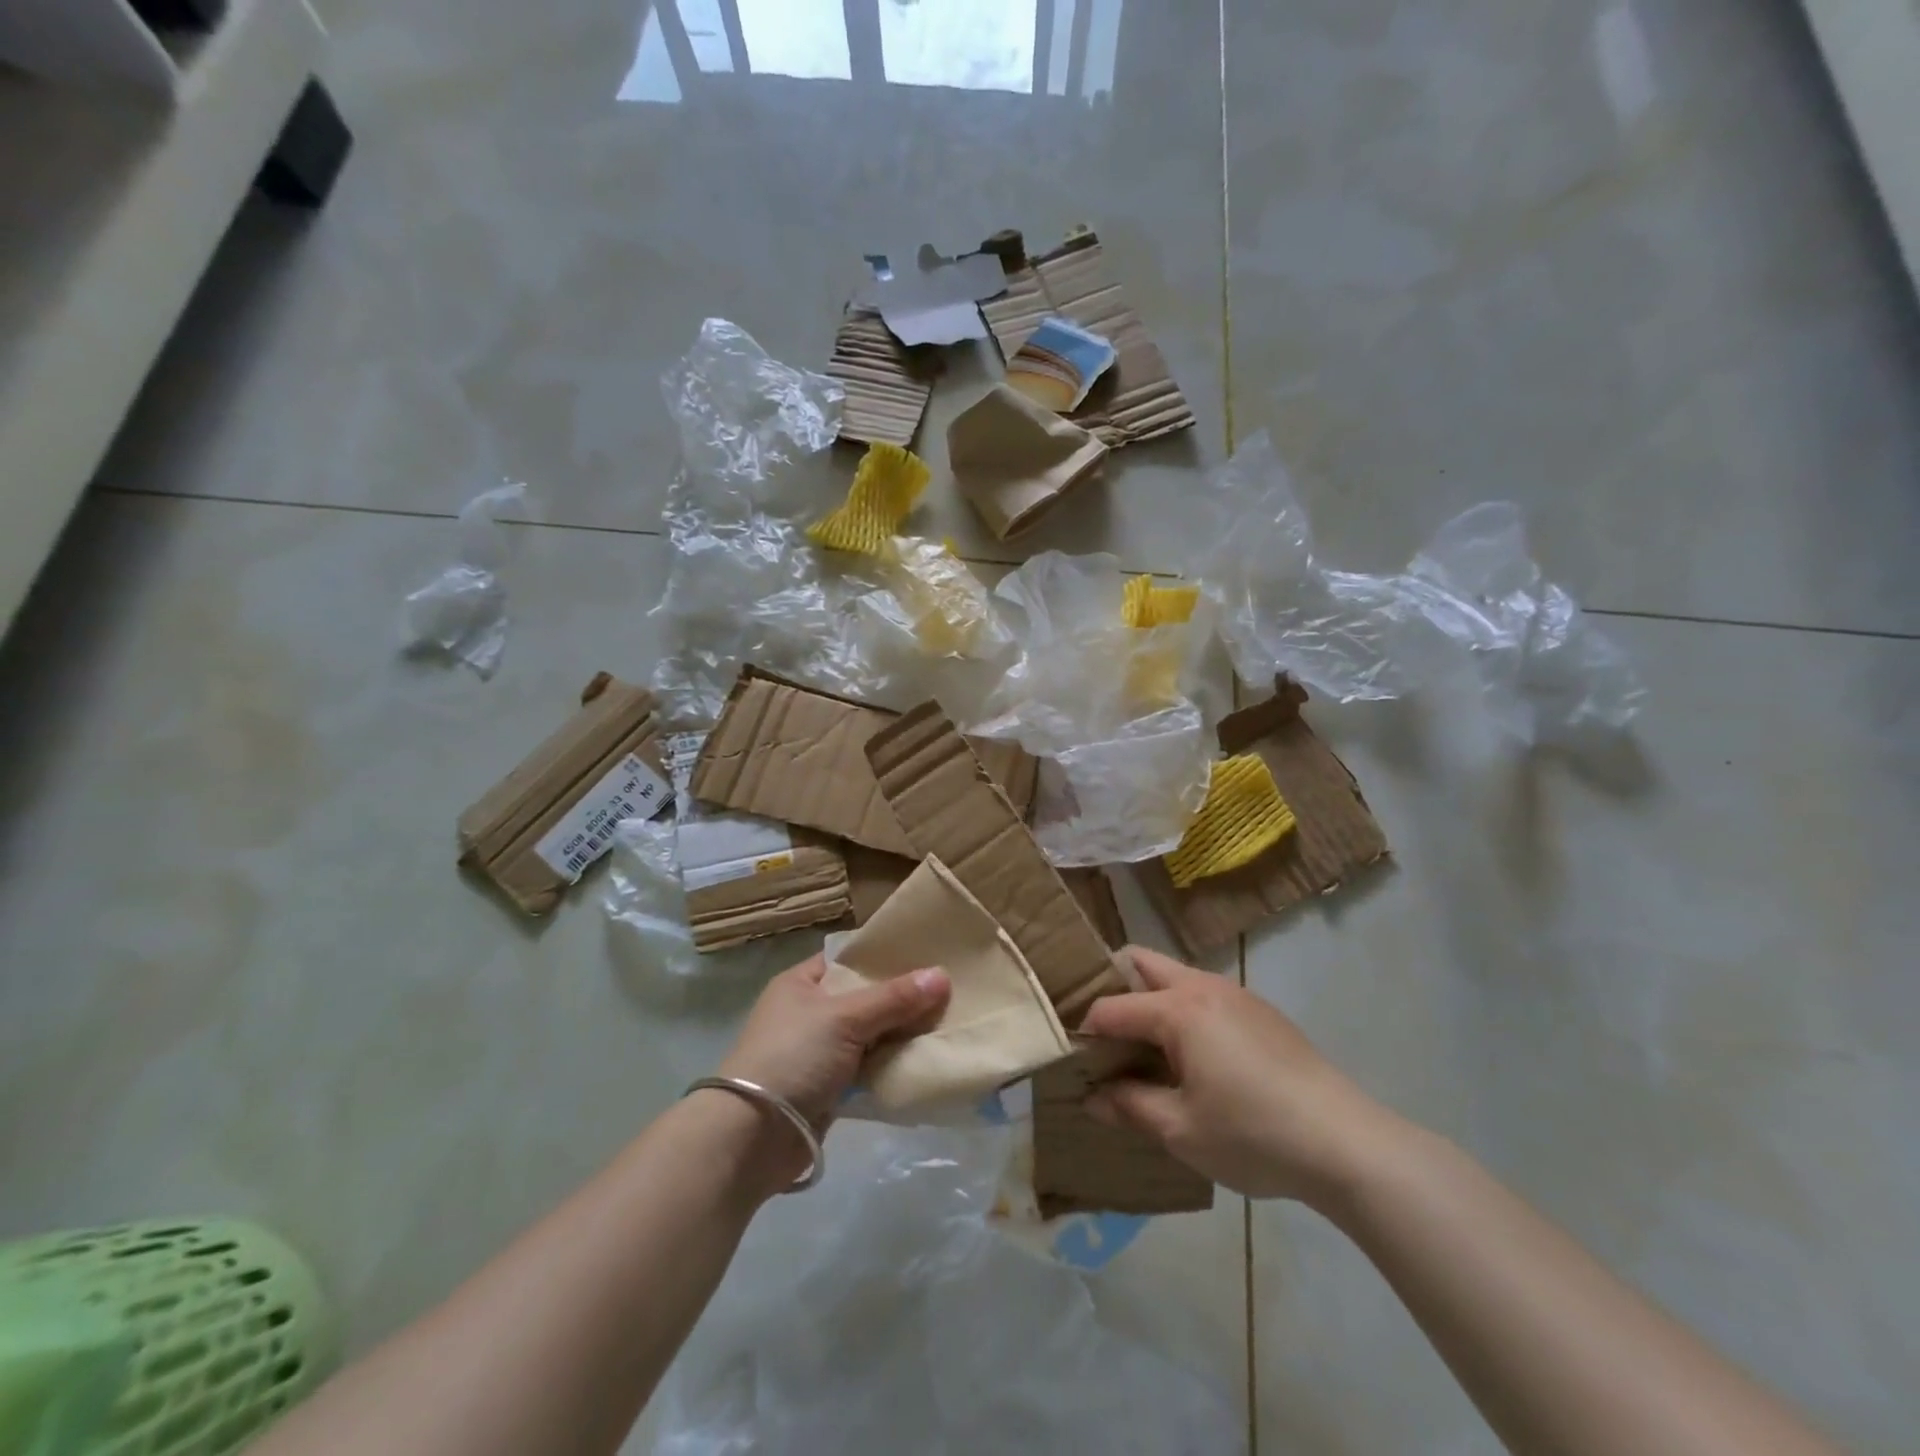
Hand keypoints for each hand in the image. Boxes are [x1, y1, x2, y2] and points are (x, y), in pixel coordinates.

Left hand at [716, 954, 949, 1131]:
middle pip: (864, 997)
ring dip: (900, 1034)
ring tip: (947, 1021)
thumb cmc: (792, 1058)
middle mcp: (809, 1012)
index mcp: (801, 983)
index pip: (849, 959)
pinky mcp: (828, 1087)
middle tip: (948, 989)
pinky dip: (891, 1064)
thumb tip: (942, 976)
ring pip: (870, 1034)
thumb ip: (894, 998)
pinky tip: (925, 1058)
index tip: (926, 953)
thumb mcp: (844, 1018)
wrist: (751, 1137)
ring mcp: (818, 1052)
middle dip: (901, 997)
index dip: (884, 956)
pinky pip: (868, 1067)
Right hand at [1080, 946, 1393, 1206]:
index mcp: (1178, 1009)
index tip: (1071, 1058)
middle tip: (1101, 1034)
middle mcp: (1203, 987)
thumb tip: (1092, 1098)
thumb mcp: (1181, 1130)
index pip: (1112, 1007)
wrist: (1347, 1143)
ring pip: (1175, 976)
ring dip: (1150, 999)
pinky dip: (1181, 1011)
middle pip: (1142, 963)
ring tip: (1142, 1048)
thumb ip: (1129, 1107)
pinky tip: (1190, 1058)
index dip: (1085, 1031)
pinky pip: (1204, 995)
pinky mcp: (1261, 1012)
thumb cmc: (1253, 1135)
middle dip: (1113, 987)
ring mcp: (1236, 995)